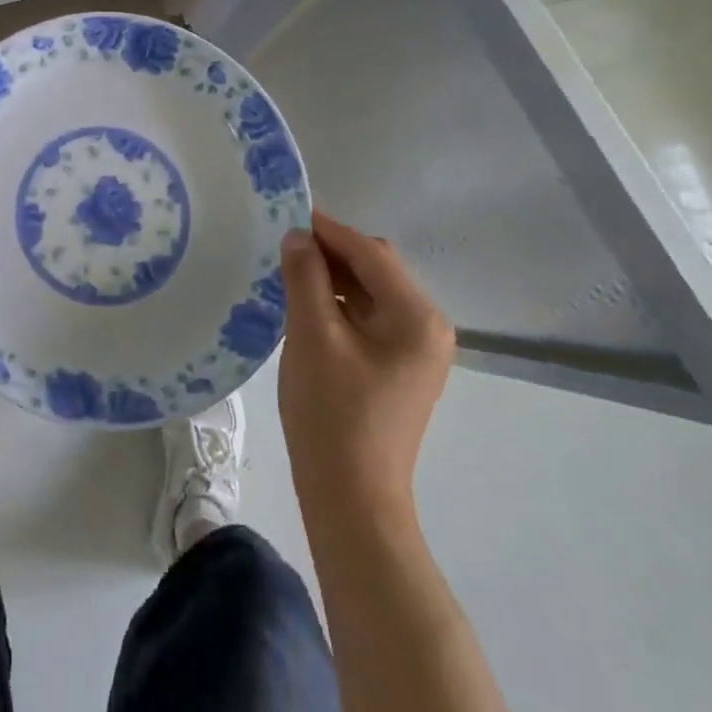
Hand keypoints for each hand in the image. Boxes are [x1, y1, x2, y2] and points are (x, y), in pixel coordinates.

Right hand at [278, 210, 455, 529]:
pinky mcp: (400, 368)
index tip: (288, 215)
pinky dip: (339, 305)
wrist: (351, 497)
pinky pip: (369, 318)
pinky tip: (307, 304)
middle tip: (283, 246)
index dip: (328, 230)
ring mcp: (416, 350)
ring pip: (370, 294)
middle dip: (331, 254)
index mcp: (417, 317)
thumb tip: (297, 236)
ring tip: (289, 272)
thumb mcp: (312, 335)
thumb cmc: (332, 412)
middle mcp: (428, 327)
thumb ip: (306, 277)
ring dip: (333, 278)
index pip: (371, 253)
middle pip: (376, 270)